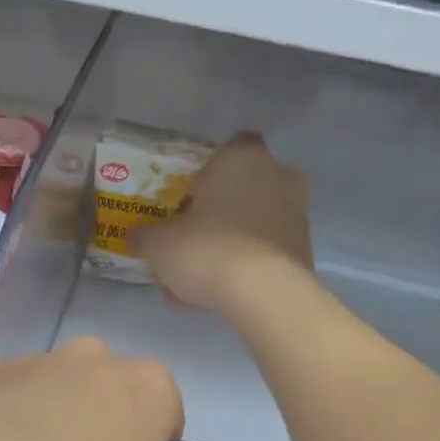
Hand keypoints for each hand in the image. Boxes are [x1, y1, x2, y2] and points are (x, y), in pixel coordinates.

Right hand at [130, 134, 312, 316]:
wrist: (263, 293)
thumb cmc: (208, 248)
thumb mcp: (160, 244)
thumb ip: (145, 236)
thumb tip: (134, 236)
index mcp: (243, 158)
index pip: (230, 147)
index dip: (209, 171)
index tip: (191, 196)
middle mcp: (278, 176)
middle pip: (245, 186)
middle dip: (222, 209)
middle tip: (194, 237)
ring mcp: (298, 214)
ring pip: (256, 223)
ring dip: (233, 242)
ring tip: (202, 277)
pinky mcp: (305, 251)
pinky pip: (268, 253)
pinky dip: (248, 267)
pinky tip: (223, 293)